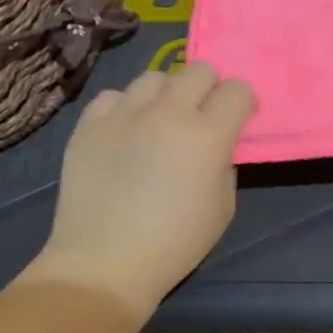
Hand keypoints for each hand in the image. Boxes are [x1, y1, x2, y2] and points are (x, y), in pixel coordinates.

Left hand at [21, 63, 256, 320]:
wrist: (106, 262)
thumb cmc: (176, 243)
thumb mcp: (223, 206)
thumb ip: (224, 163)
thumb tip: (214, 145)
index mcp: (208, 135)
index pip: (238, 91)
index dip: (243, 104)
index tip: (239, 122)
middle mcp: (167, 113)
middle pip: (198, 70)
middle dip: (209, 90)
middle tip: (203, 119)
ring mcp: (123, 114)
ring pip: (155, 77)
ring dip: (168, 95)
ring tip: (162, 123)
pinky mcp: (88, 124)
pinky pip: (115, 96)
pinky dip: (127, 108)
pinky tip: (127, 133)